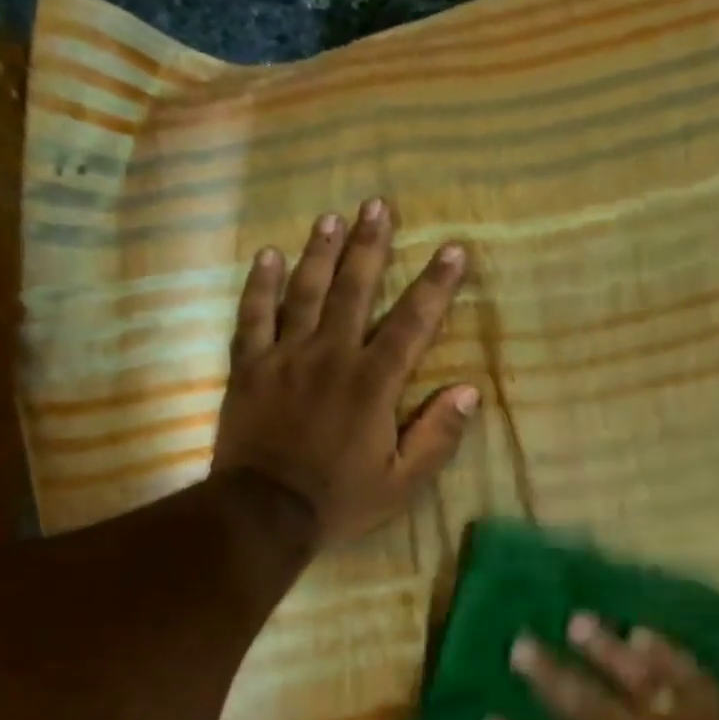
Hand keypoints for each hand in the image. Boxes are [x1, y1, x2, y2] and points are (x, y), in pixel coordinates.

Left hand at [211, 198, 477, 544]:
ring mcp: (285, 357)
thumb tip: (469, 391)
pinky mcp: (249, 367)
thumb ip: (437, 436)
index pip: (412, 323)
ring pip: (305, 292)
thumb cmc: (338, 499)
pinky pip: (252, 316)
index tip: (453, 250)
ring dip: (321, 251)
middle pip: (354, 289)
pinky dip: (260, 285)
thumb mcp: (401, 482)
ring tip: (332, 216)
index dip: (436, 285)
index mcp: (372, 383)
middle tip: (377, 205)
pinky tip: (268, 255)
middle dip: (370, 245)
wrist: (262, 514)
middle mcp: (330, 356)